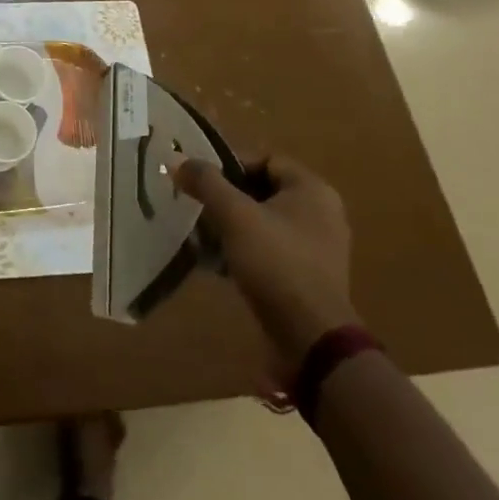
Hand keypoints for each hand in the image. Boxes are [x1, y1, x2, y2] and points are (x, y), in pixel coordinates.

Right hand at [173, 154, 359, 374]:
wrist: (312, 340)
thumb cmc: (276, 263)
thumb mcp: (234, 216)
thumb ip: (206, 182)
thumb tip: (177, 161)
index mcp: (312, 189)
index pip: (264, 159)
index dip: (230, 164)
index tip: (200, 180)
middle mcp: (321, 212)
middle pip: (262, 190)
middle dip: (226, 198)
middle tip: (196, 206)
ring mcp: (317, 247)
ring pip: (264, 222)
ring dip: (231, 226)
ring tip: (201, 236)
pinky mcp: (308, 276)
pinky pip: (270, 249)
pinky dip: (245, 250)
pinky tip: (218, 264)